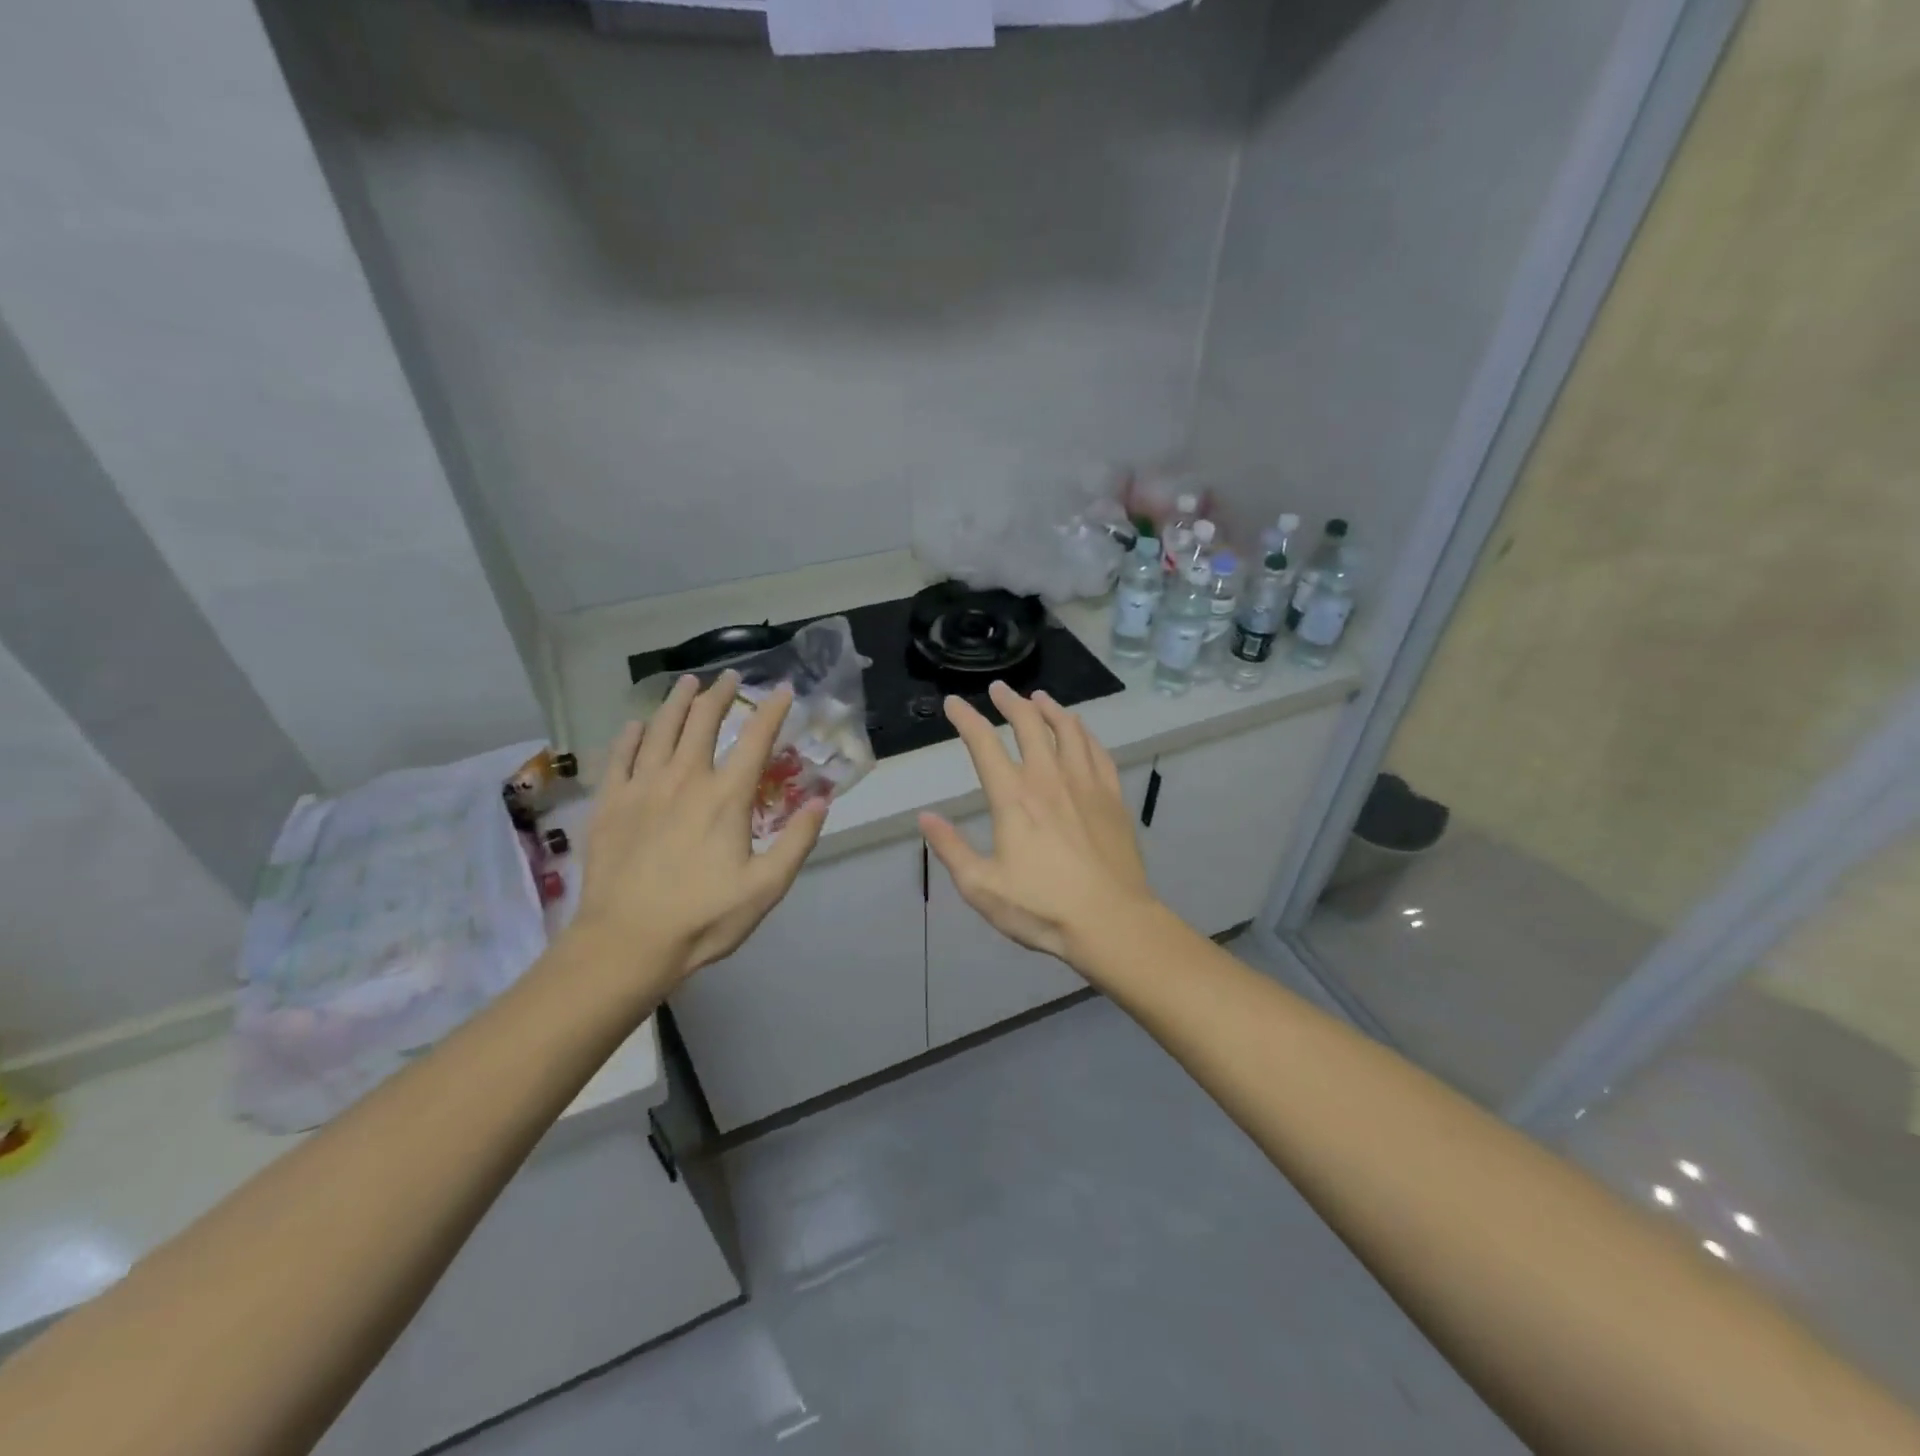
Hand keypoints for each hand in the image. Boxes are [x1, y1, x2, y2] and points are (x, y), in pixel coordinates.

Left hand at [570, 671, 827, 987]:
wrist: (626, 943)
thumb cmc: (703, 918)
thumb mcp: (766, 887)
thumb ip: (797, 841)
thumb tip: (821, 800)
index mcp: (725, 797)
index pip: (755, 739)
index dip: (772, 710)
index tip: (782, 690)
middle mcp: (684, 779)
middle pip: (703, 722)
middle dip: (720, 695)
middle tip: (729, 677)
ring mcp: (642, 788)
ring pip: (660, 729)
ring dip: (676, 702)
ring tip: (687, 683)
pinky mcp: (610, 804)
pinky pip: (620, 756)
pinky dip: (630, 735)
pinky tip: (636, 725)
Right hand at [920, 681, 1158, 964]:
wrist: (1111, 922)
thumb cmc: (1042, 908)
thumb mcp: (981, 887)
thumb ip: (951, 849)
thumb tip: (924, 817)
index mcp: (1014, 798)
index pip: (984, 745)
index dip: (966, 719)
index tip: (953, 703)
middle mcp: (1049, 779)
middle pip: (1030, 725)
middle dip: (1011, 702)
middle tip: (1000, 689)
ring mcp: (1086, 785)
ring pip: (1068, 731)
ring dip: (1051, 709)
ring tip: (1040, 698)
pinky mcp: (1113, 798)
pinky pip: (1098, 752)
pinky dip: (1085, 733)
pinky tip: (1080, 731)